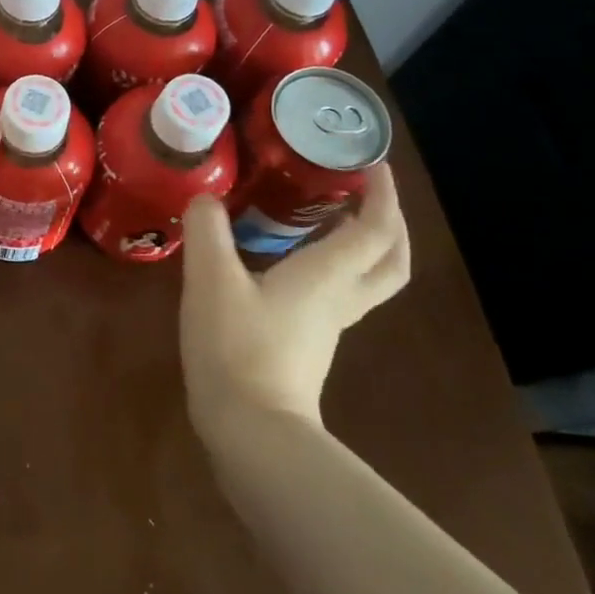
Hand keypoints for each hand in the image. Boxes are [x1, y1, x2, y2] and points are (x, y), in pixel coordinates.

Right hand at [179, 164, 409, 429]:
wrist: (251, 431)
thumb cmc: (237, 347)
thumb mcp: (211, 280)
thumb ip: (208, 231)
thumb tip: (205, 196)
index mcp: (327, 276)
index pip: (375, 229)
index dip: (382, 193)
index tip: (372, 162)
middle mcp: (339, 298)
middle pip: (390, 260)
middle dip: (389, 222)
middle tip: (365, 192)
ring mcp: (327, 326)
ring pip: (367, 279)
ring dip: (364, 244)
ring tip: (331, 217)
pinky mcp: (308, 344)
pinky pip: (339, 294)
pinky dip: (334, 267)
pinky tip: (293, 261)